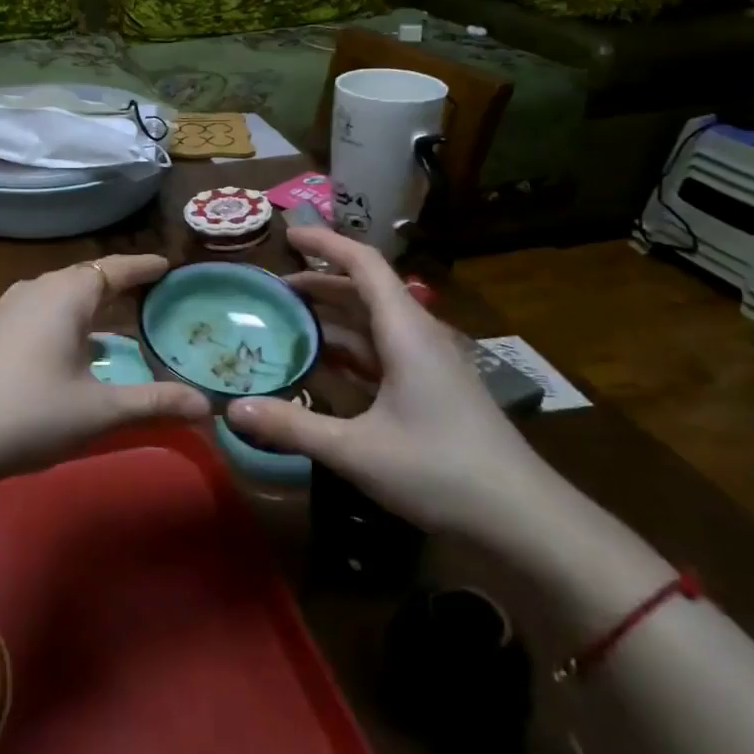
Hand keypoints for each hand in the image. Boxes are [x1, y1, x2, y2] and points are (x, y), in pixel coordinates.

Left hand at [0, 255, 209, 485]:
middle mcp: (37, 289)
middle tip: (152, 295)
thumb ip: (155, 402)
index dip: (143, 266)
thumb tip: (208, 406)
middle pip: (87, 277)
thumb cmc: (29, 414)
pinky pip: (41, 311)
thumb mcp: (100, 411)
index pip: (115, 267)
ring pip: (60, 295)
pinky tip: (73, 349)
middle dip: (119, 284)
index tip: (168, 265)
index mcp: (66, 294)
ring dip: (90, 304)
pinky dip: (66, 320)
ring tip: (117, 320)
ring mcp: (8, 308)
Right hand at [226, 228, 546, 533]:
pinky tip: (321, 367)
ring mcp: (428, 364)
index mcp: (406, 332)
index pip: (364, 264)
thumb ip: (293, 425)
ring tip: (287, 323)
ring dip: (333, 319)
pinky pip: (382, 354)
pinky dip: (349, 351)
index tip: (288, 234)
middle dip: (319, 283)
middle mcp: (418, 336)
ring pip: (373, 325)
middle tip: (271, 290)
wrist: (522, 519)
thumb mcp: (356, 451)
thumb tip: (232, 409)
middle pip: (365, 291)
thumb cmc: (439, 471)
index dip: (326, 243)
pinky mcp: (432, 389)